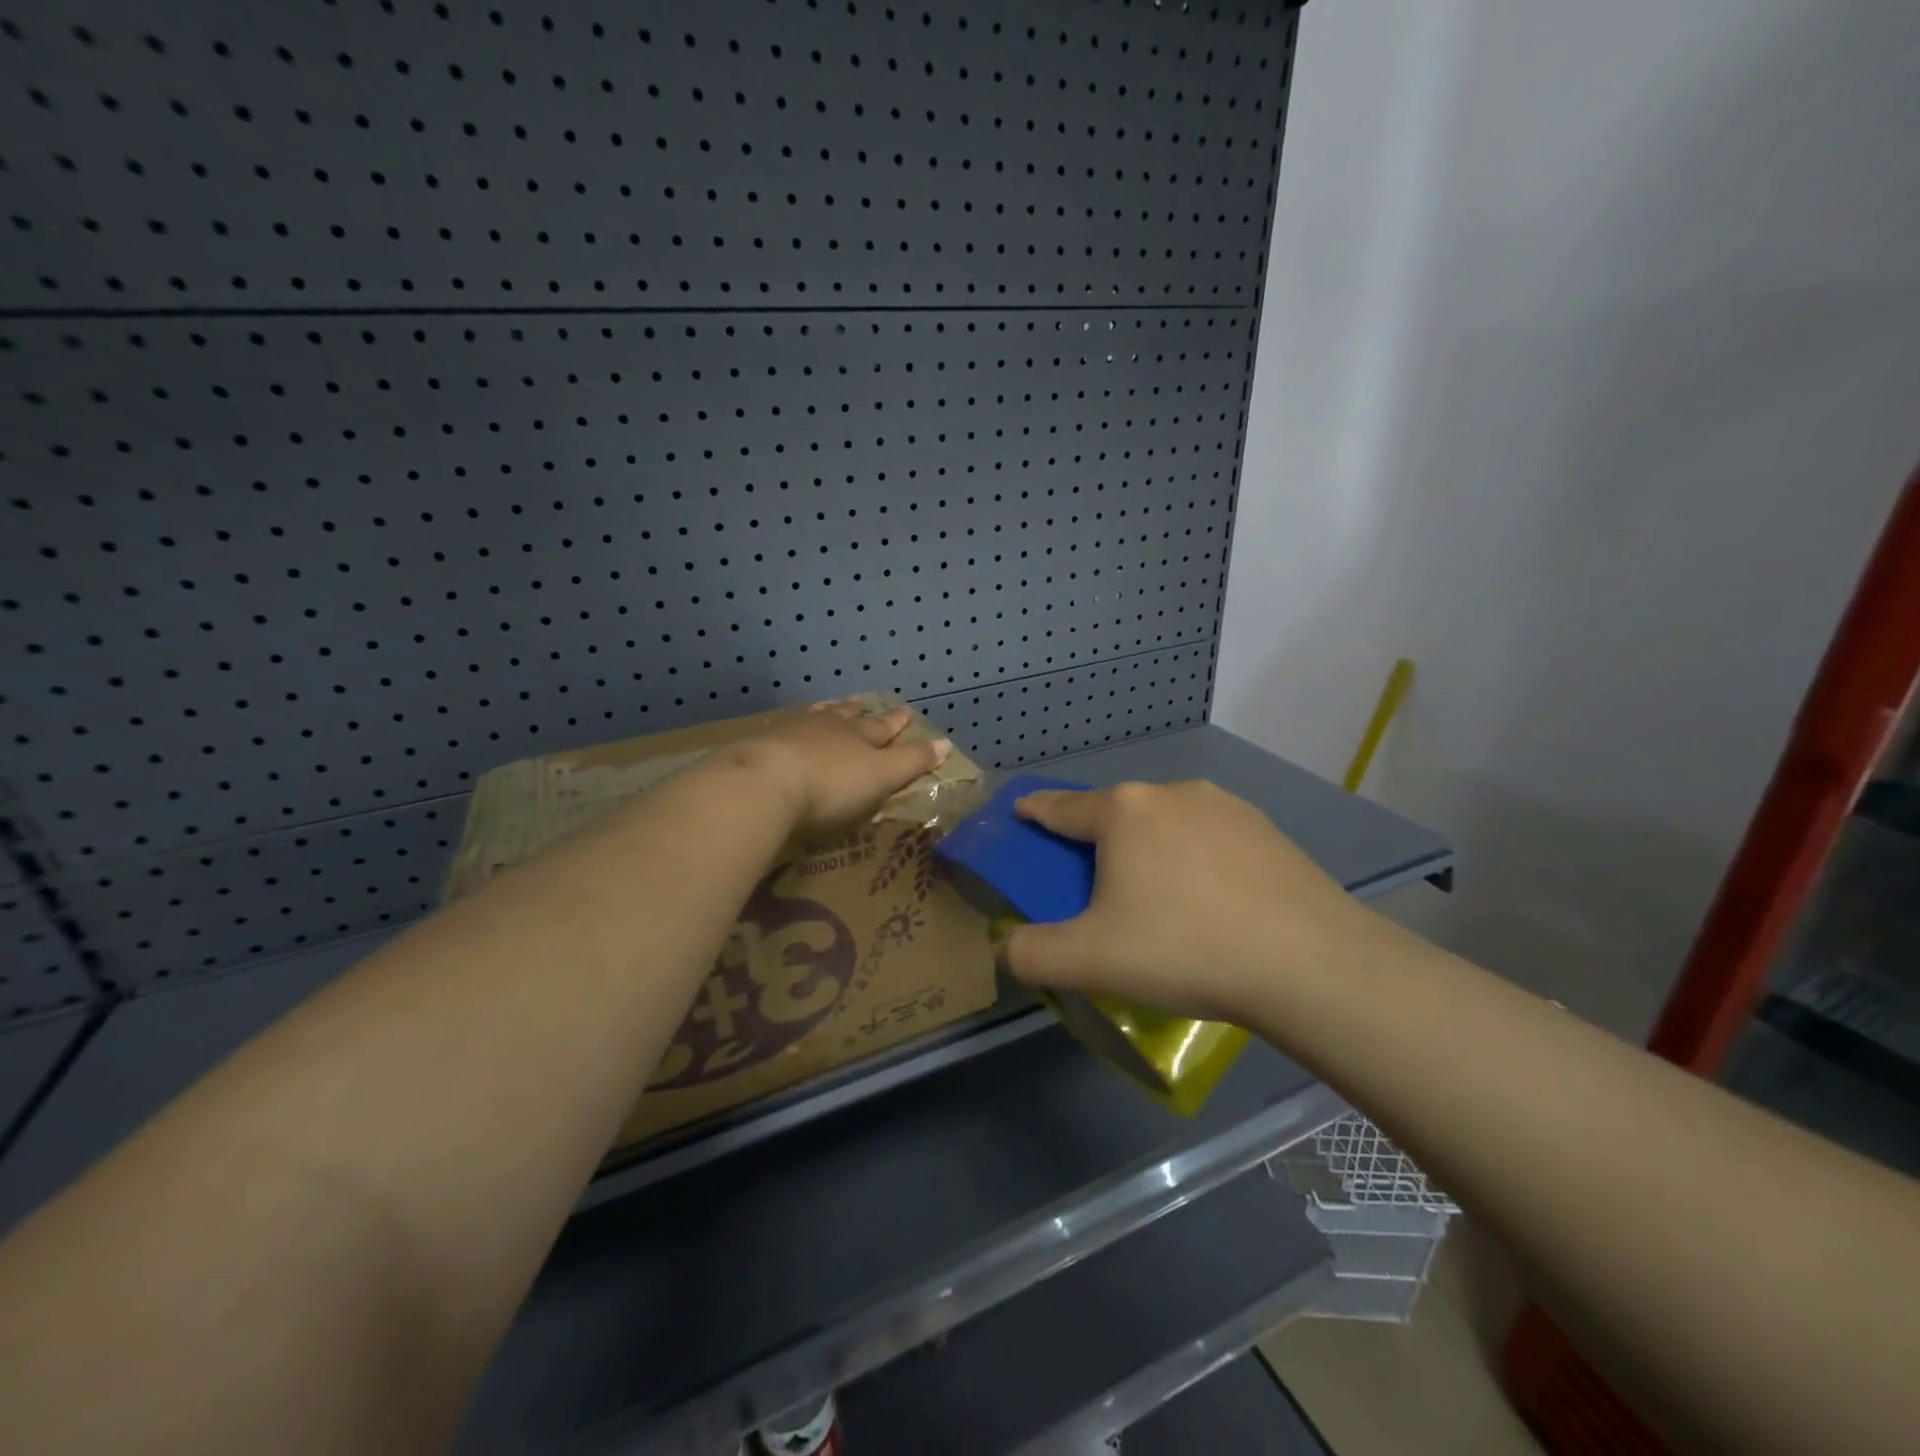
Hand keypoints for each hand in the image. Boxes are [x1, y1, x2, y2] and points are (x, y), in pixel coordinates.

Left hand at [733, 700, 951, 836]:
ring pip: (816, 717)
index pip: (886, 727)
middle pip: (849, 715)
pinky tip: (786, 728)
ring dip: (827, 712)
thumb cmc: (832, 786)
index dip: (898, 722)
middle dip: (862, 711)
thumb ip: (912, 761)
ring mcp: (792, 731)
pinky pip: (783, 729)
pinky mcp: (761, 743)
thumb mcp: (882, 777)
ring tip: (831, 707)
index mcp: (861, 736)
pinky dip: (791, 728)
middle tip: (867, 702)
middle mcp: (829, 726)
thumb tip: (946, 742)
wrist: (764, 783)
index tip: (909, 712)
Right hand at [1003, 781, 1390, 1021]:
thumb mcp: (1090, 961)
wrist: (1309, 963)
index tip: (1021, 813)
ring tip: (1160, 900)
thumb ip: (1031, 954)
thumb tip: (1007, 947)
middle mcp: (1170, 793)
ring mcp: (1224, 806)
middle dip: (1096, 841)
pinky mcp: (1265, 828)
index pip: (1060, 806)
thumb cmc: (1184, 948)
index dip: (1034, 811)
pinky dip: (1194, 859)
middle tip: (1095, 888)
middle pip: (1114, 814)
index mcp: (1122, 811)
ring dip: (1148, 849)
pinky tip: (1210, 901)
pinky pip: (1208, 838)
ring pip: (1164, 823)